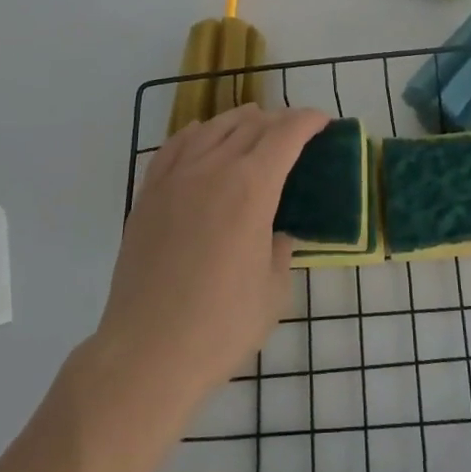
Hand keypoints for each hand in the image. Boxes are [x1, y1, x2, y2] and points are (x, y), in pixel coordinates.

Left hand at [91, 104, 326, 419]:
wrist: (147, 352)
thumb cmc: (221, 326)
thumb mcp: (273, 291)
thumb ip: (281, 251)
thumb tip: (276, 236)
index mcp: (252, 187)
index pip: (286, 135)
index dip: (308, 121)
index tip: (323, 121)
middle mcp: (213, 169)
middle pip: (251, 125)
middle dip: (279, 120)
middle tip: (295, 129)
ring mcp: (176, 178)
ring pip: (212, 128)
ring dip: (239, 121)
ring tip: (254, 124)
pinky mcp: (148, 194)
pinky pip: (174, 147)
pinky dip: (195, 133)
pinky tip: (201, 135)